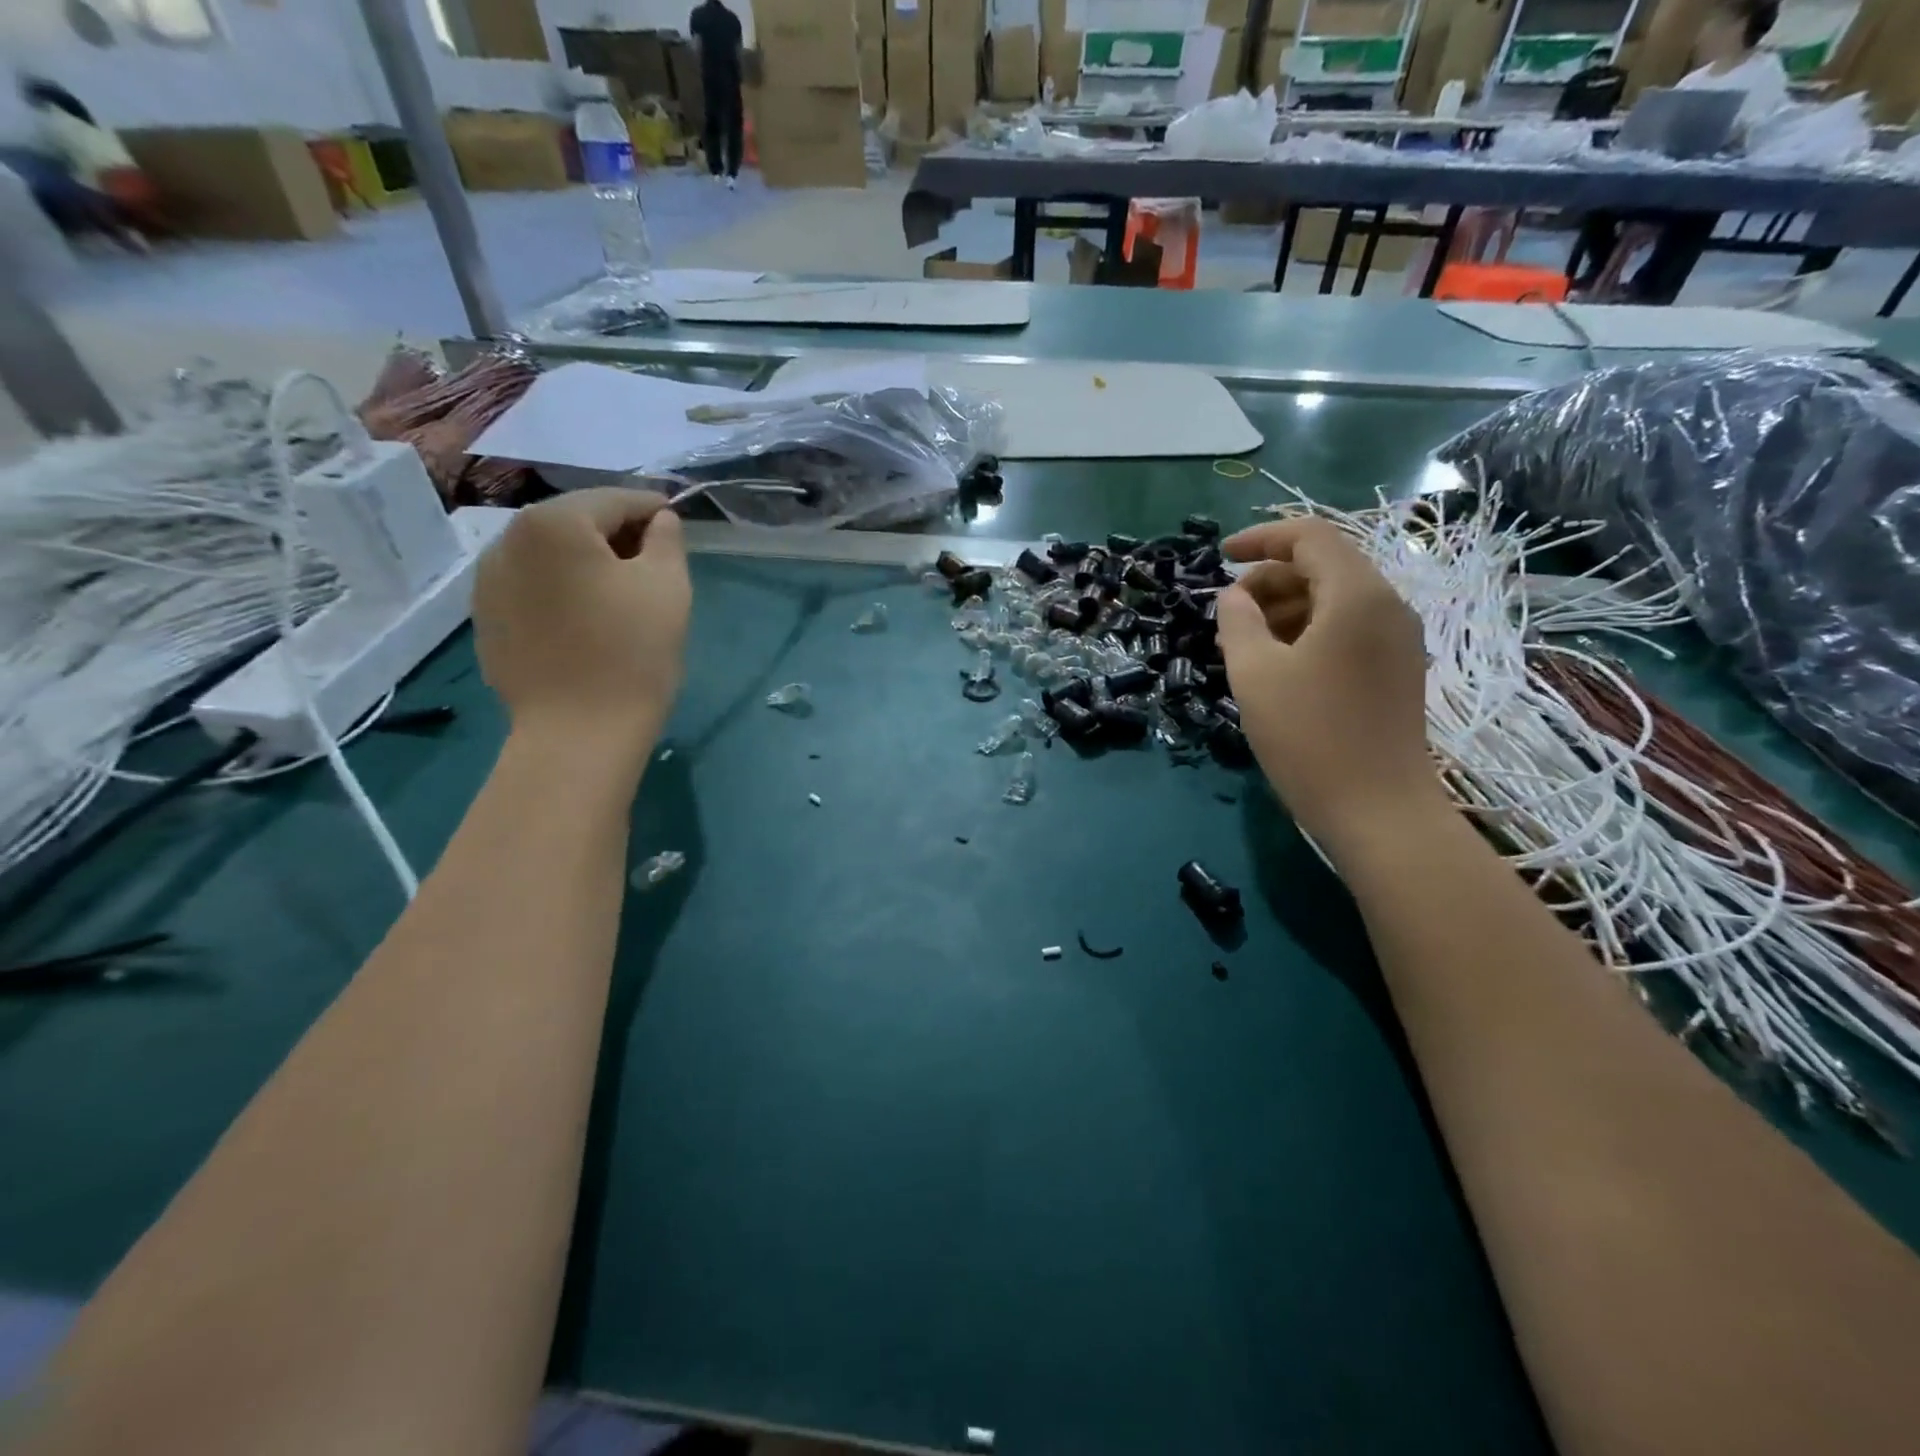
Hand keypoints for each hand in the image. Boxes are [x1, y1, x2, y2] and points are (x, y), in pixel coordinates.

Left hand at [474, 489, 689, 757]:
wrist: (579, 733)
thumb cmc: (632, 653)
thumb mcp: (668, 587)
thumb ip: (667, 539)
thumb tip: (659, 521)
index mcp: (554, 523)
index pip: (614, 499)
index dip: (652, 509)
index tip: (677, 523)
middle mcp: (507, 539)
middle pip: (575, 521)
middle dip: (617, 534)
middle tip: (654, 561)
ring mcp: (488, 581)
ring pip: (549, 554)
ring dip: (585, 562)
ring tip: (619, 592)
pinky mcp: (486, 619)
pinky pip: (531, 586)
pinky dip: (560, 589)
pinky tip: (585, 619)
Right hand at [1215, 516, 1440, 847]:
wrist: (1377, 810)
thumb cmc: (1309, 736)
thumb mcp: (1255, 674)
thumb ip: (1237, 622)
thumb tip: (1233, 596)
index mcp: (1357, 595)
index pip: (1309, 537)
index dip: (1260, 539)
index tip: (1219, 558)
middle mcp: (1387, 606)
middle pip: (1324, 565)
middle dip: (1269, 580)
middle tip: (1227, 614)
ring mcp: (1398, 639)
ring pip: (1335, 599)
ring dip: (1286, 607)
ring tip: (1244, 643)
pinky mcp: (1396, 669)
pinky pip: (1349, 628)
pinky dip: (1309, 630)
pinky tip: (1278, 664)